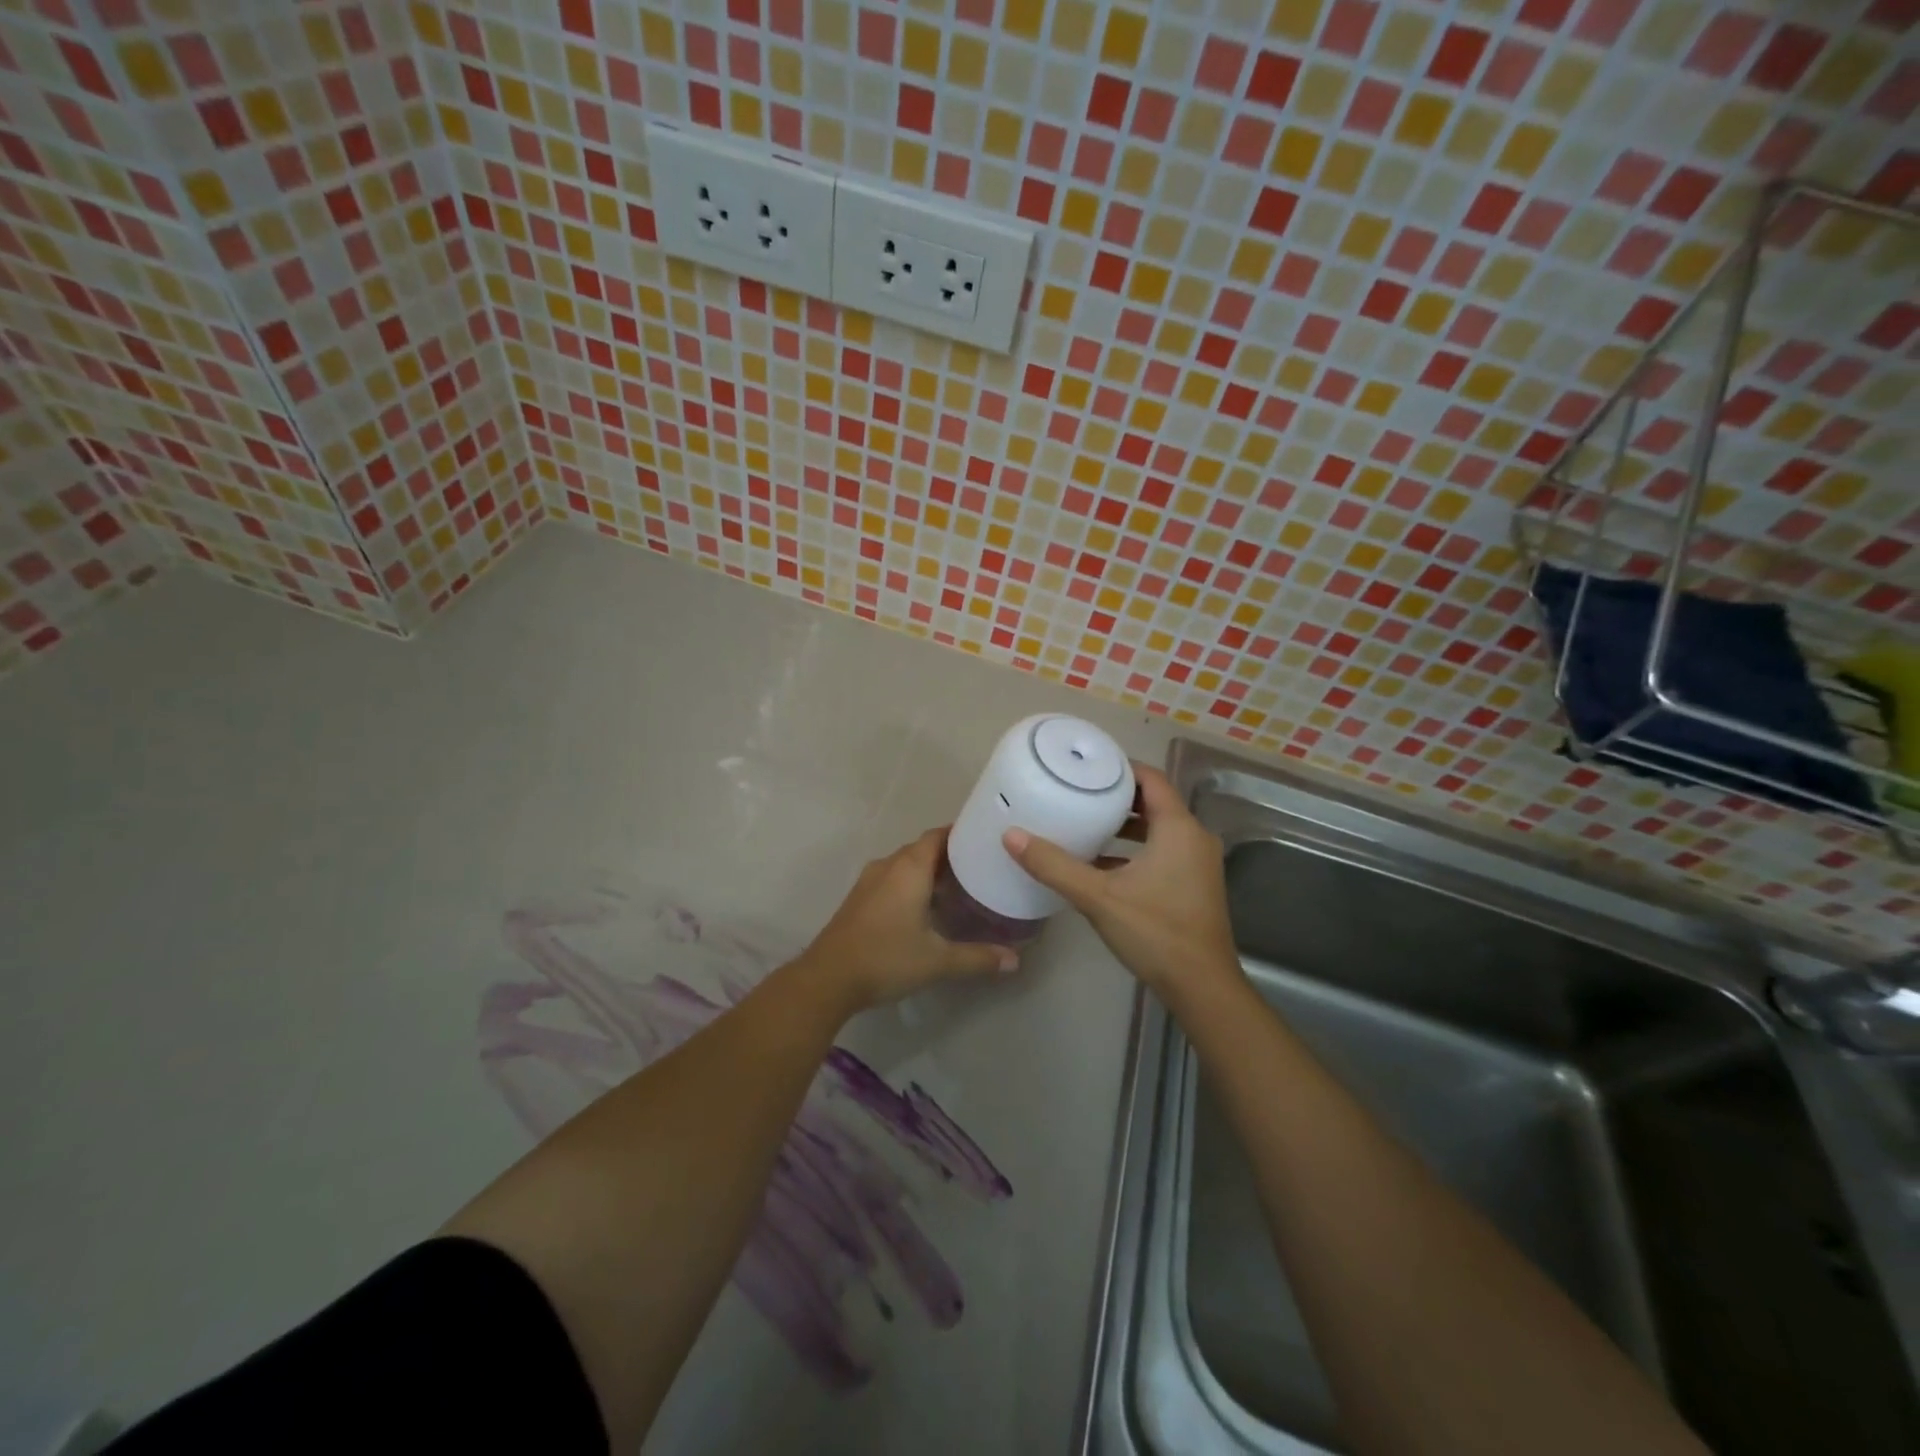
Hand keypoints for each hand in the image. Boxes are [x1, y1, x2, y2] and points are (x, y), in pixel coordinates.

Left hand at [800, 829, 1014, 1012]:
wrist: (827, 979)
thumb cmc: (886, 959)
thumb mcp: (938, 961)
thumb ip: (978, 957)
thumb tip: (1015, 960)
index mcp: (909, 868)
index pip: (938, 836)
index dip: (961, 834)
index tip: (985, 840)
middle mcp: (888, 866)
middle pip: (923, 849)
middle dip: (950, 855)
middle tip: (980, 867)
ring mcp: (869, 881)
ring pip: (905, 864)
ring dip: (929, 870)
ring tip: (959, 886)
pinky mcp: (859, 898)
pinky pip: (892, 878)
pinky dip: (911, 883)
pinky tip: (926, 906)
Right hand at [1003, 764, 1237, 997]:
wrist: (1202, 987)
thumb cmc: (1155, 931)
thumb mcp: (1098, 896)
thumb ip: (1054, 865)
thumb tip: (1011, 836)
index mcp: (1178, 828)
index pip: (1151, 778)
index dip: (1120, 767)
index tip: (1087, 766)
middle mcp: (1194, 838)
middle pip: (1154, 802)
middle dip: (1117, 796)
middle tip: (1079, 792)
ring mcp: (1198, 863)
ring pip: (1159, 829)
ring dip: (1126, 825)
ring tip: (1086, 824)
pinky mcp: (1195, 885)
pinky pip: (1164, 851)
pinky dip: (1136, 849)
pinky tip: (1102, 864)